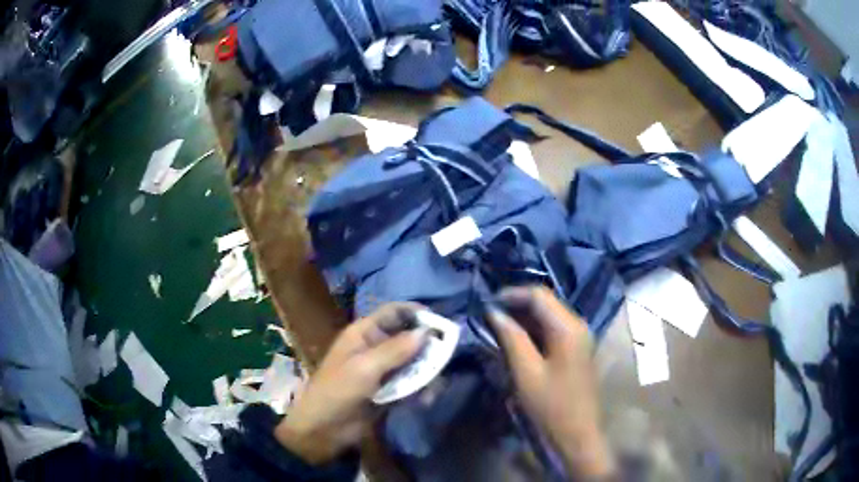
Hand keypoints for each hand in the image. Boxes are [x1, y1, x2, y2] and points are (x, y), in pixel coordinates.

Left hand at [274, 303, 428, 463]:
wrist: (323, 428)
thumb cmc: (337, 391)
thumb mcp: (365, 368)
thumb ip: (396, 350)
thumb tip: (426, 332)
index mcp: (365, 333)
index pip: (394, 312)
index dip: (417, 313)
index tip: (442, 324)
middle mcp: (376, 347)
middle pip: (409, 338)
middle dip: (427, 349)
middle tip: (444, 361)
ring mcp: (383, 370)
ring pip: (414, 363)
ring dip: (426, 374)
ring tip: (433, 389)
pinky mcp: (389, 390)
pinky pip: (411, 384)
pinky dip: (420, 391)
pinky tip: (425, 401)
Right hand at [489, 286, 614, 478]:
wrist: (577, 434)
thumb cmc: (550, 405)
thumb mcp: (526, 372)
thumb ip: (511, 338)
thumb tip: (493, 312)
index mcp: (568, 328)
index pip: (539, 295)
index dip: (511, 294)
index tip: (486, 304)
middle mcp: (578, 325)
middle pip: (545, 302)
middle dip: (516, 305)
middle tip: (489, 315)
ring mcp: (580, 337)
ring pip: (548, 315)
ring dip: (523, 318)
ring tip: (497, 326)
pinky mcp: (576, 349)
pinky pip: (553, 330)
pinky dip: (533, 330)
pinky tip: (516, 340)